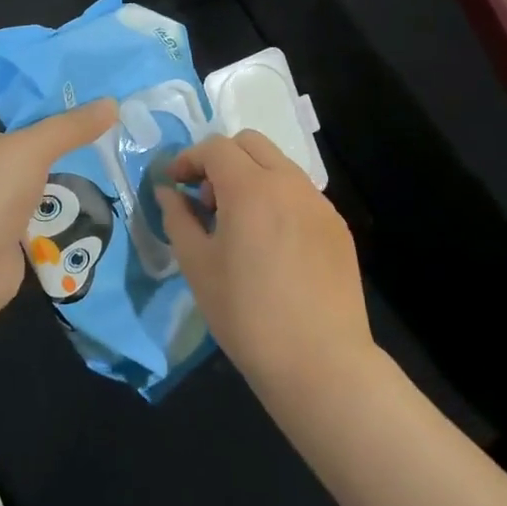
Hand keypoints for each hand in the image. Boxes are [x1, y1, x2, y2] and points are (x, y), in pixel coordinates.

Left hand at [0, 97, 118, 317]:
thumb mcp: (30, 148)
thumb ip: (70, 126)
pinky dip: (68, 200)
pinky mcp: (12, 228)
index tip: (90, 86)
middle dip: (67, 131)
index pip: (12, 101)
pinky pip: (46, 206)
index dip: (47, 92)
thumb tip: (112, 103)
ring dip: (72, 167)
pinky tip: (102, 189)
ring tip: (116, 148)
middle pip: (31, 137)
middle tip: (112, 118)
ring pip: (41, 173)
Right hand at [154, 132, 372, 390]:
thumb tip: (168, 192)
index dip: (188, 159)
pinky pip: (301, 194)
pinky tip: (272, 246)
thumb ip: (178, 219)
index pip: (215, 148)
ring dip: (252, 178)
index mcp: (251, 188)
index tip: (174, 184)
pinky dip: (278, 200)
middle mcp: (290, 183)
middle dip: (222, 160)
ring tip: (240, 227)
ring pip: (279, 166)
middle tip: (207, 202)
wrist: (320, 362)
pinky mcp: (338, 227)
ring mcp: (319, 203)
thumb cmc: (246, 315)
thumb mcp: (197, 266)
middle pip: (250, 144)